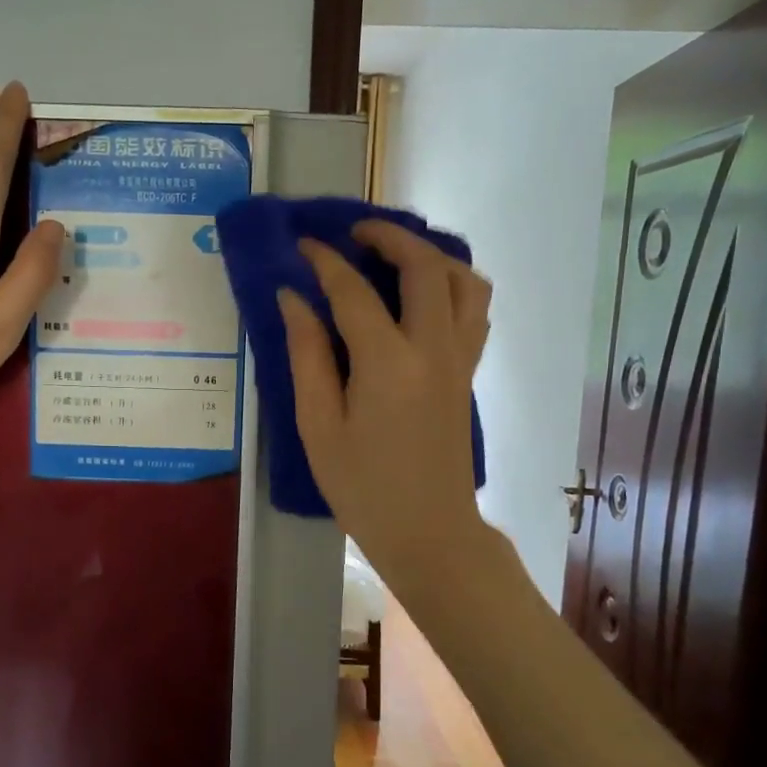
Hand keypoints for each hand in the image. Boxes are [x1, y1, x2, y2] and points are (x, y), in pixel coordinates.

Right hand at [279, 222, 493, 591]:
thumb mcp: (318, 426)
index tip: (302, 245)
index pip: (353, 291)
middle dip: (389, 237)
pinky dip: (453, 285)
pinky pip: (474, 310)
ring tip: (397, 256)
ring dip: (431, 255)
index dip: (324, 261)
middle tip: (355, 234)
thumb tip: (293, 299)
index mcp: (388, 363)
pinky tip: (424, 294)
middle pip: (424, 267)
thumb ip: (306, 356)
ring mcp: (460, 360)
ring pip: (464, 282)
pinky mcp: (469, 373)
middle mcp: (433, 348)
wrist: (429, 532)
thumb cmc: (363, 487)